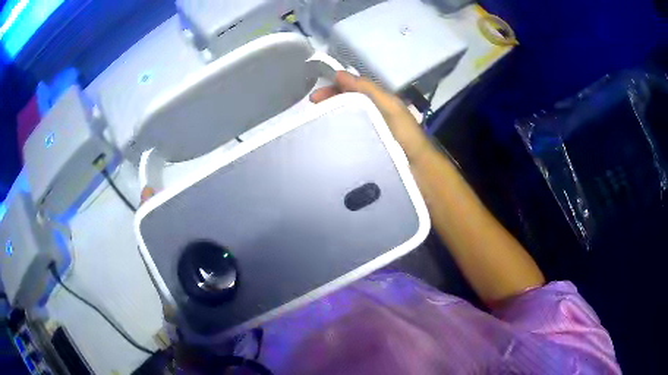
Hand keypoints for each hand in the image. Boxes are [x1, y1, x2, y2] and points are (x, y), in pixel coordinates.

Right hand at [310, 71, 431, 162]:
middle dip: (328, 104)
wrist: (417, 170)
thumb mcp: (388, 106)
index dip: (332, 89)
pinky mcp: (364, 150)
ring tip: (314, 126)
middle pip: (345, 104)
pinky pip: (346, 138)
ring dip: (329, 119)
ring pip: (344, 120)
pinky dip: (335, 137)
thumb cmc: (404, 135)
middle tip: (312, 112)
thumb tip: (339, 73)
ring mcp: (367, 133)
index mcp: (377, 102)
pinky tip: (325, 143)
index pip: (350, 89)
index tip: (314, 99)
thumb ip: (367, 89)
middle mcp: (371, 115)